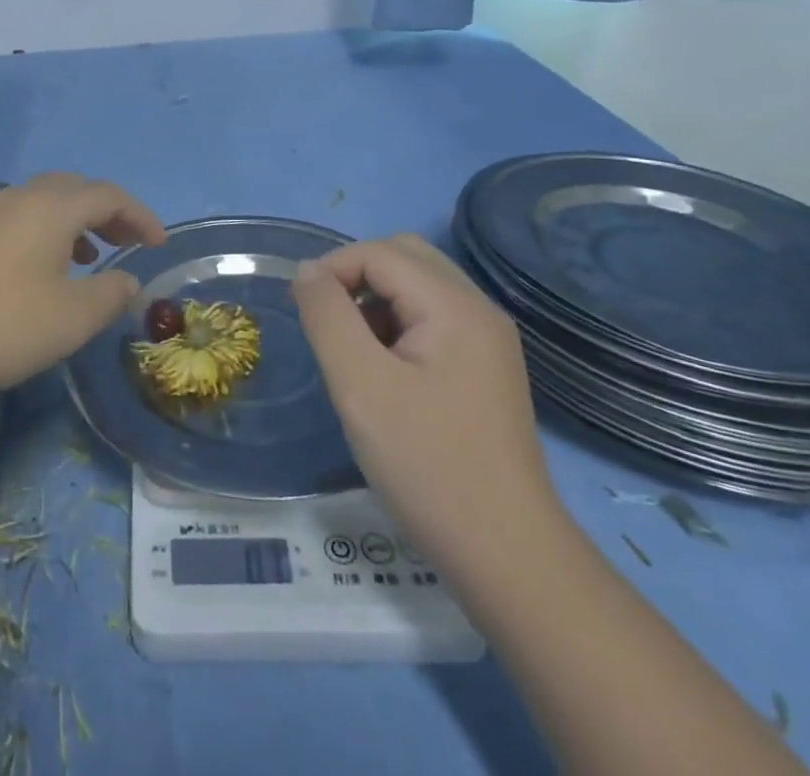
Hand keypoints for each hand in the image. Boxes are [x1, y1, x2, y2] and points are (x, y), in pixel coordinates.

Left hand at [0, 174, 166, 404]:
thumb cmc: (1, 326)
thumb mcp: (71, 319)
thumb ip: (110, 295)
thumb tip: (129, 280)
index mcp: (52, 208)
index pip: (109, 195)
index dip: (140, 216)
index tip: (159, 244)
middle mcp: (20, 198)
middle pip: (75, 189)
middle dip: (108, 211)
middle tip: (128, 241)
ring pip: (44, 201)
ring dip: (76, 220)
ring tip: (91, 254)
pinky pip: (20, 217)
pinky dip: (46, 231)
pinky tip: (41, 268)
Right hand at [292, 234, 557, 567]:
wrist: (506, 555)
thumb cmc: (427, 465)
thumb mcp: (360, 385)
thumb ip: (328, 316)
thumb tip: (308, 271)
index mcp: (454, 306)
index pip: (380, 252)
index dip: (333, 269)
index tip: (303, 311)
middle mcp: (478, 310)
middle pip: (404, 257)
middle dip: (356, 276)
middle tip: (328, 323)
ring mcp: (487, 340)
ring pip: (418, 286)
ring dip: (376, 301)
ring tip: (353, 353)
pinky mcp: (485, 368)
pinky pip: (432, 319)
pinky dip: (397, 324)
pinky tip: (383, 373)